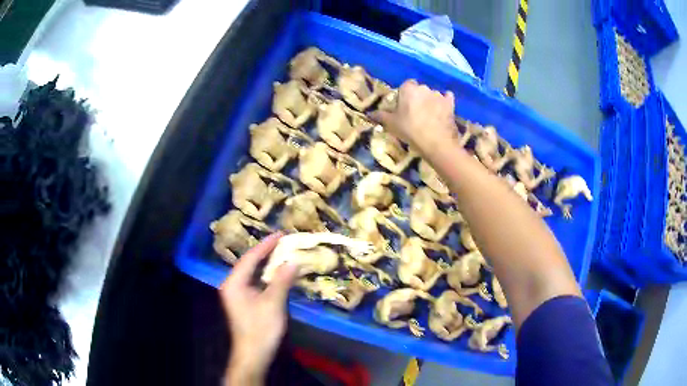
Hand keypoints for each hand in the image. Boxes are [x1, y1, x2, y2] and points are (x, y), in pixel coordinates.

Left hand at [220, 233, 297, 384]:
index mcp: (234, 283)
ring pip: (252, 273)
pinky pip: (255, 282)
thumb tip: (293, 261)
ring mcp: (237, 294)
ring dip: (266, 264)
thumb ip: (282, 280)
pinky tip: (277, 273)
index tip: (280, 234)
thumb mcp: (273, 304)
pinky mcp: (243, 301)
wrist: (253, 354)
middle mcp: (232, 285)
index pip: (250, 258)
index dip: (265, 245)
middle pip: (249, 263)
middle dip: (265, 252)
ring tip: (282, 252)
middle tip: (283, 241)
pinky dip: (266, 276)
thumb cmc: (261, 329)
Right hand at [370, 80, 458, 157]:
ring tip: (429, 117)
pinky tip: (443, 111)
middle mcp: (424, 88)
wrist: (436, 143)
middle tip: (414, 113)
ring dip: (430, 102)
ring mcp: (439, 95)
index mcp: (408, 89)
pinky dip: (445, 103)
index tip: (403, 106)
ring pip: (432, 95)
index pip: (405, 85)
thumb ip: (381, 116)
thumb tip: (370, 113)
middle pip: (419, 90)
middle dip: (417, 98)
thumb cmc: (410, 130)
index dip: (404, 95)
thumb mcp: (392, 124)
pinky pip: (447, 99)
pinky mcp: (450, 104)